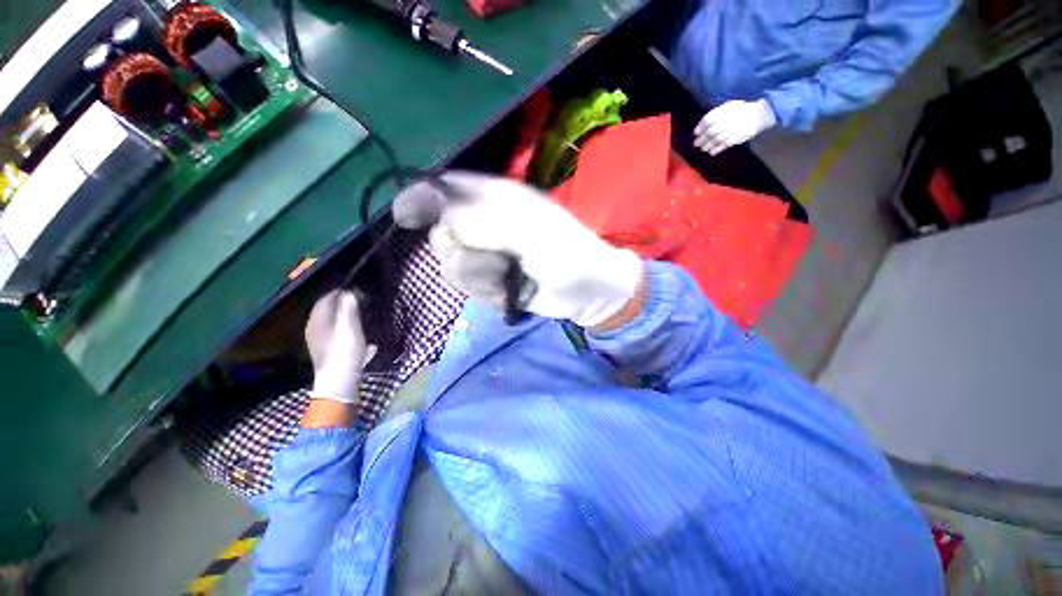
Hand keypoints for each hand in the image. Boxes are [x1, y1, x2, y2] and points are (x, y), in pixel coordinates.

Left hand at [305, 290, 370, 403]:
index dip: (340, 291)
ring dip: (346, 316)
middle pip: (328, 310)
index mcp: (318, 320)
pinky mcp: (328, 352)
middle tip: (360, 300)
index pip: (326, 298)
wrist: (340, 382)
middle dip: (343, 303)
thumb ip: (349, 307)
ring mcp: (320, 341)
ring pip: (333, 322)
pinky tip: (358, 334)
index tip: (356, 289)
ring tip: (361, 315)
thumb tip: (350, 292)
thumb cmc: (344, 351)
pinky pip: (337, 333)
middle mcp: (315, 329)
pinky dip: (347, 329)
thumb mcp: (350, 326)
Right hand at [395, 172, 644, 328]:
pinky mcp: (488, 279)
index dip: (422, 197)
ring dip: (478, 274)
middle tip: (493, 258)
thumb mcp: (528, 233)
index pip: (446, 188)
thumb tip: (436, 219)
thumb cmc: (566, 254)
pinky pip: (468, 285)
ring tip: (507, 275)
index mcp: (495, 198)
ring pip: (452, 263)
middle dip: (460, 249)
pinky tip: (508, 291)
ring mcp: (485, 253)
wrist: (585, 292)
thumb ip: (482, 223)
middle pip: (442, 231)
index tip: (405, 216)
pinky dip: (487, 290)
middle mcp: (484, 222)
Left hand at [694, 99, 776, 155]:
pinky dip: (716, 149)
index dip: (700, 127)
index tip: (695, 133)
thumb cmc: (741, 110)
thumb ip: (716, 114)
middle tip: (696, 144)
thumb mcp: (729, 106)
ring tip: (703, 149)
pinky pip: (724, 145)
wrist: (760, 114)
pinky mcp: (737, 138)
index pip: (708, 120)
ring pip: (716, 140)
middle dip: (702, 139)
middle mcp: (727, 120)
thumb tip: (702, 126)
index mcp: (725, 110)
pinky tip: (711, 152)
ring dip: (707, 145)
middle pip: (710, 131)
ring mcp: (732, 129)